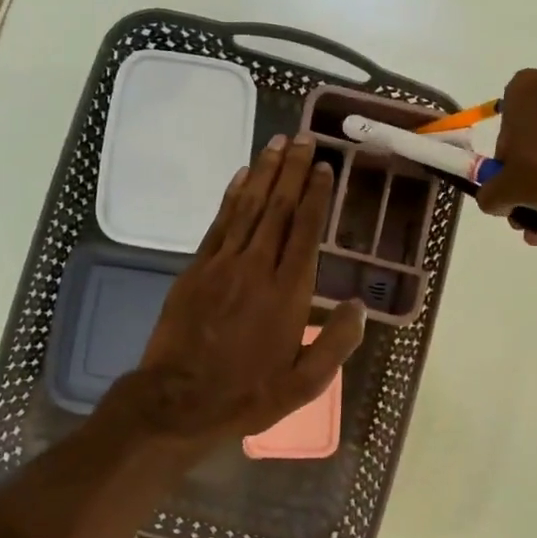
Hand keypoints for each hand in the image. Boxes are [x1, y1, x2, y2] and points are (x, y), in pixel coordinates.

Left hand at [124, 134, 365, 446]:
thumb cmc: (247, 394)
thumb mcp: (304, 384)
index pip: (305, 231)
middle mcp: (257, 268)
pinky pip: (219, 223)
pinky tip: (241, 177)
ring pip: (248, 208)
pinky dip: (232, 196)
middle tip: (303, 137)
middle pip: (278, 208)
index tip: (324, 166)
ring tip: (277, 143)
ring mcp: (222, 264)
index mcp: (288, 294)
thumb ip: (336, 343)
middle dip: (292, 170)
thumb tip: (358, 306)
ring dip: (263, 172)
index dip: (316, 195)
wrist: (179, 400)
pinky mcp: (196, 269)